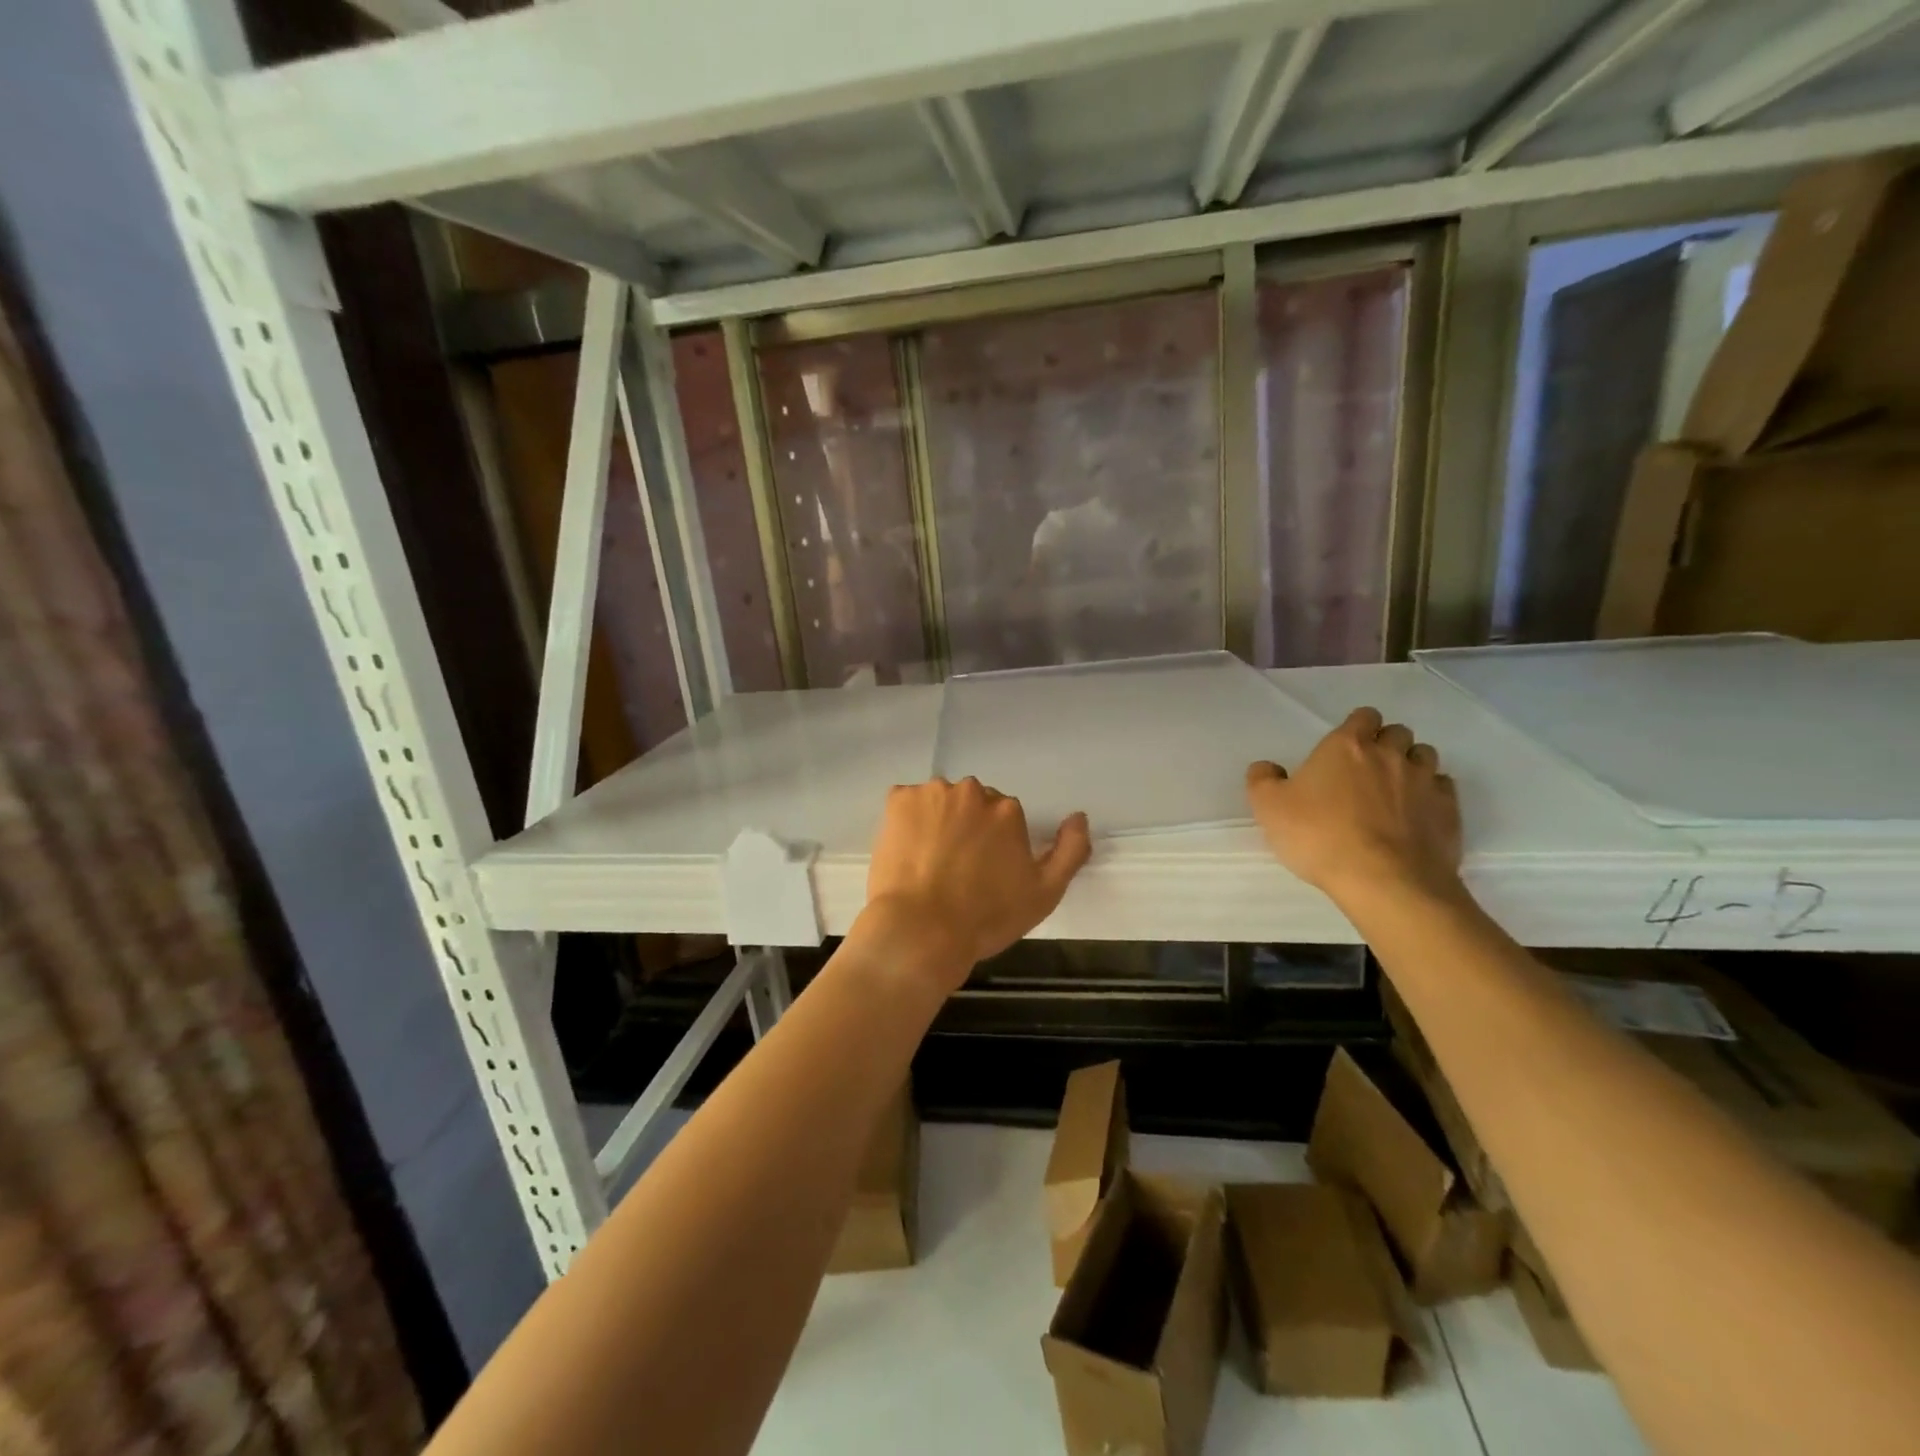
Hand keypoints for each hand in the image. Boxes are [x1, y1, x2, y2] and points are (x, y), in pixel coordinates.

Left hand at [857, 778, 1092, 994]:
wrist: (922, 931)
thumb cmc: (987, 917)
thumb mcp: (1045, 893)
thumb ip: (1070, 851)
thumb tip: (1079, 816)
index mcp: (1007, 810)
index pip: (1003, 817)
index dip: (994, 845)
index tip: (983, 872)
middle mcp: (972, 791)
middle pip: (972, 804)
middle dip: (967, 827)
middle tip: (956, 868)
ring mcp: (931, 793)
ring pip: (939, 802)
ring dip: (937, 821)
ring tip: (928, 861)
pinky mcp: (897, 801)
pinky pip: (906, 802)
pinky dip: (906, 820)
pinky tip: (906, 851)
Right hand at [1246, 707, 1462, 903]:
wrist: (1384, 881)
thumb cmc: (1320, 836)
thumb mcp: (1269, 808)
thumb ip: (1262, 780)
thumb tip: (1266, 767)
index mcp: (1347, 746)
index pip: (1363, 716)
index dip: (1356, 728)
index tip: (1343, 748)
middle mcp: (1390, 755)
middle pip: (1398, 732)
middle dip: (1385, 744)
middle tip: (1366, 770)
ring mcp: (1425, 782)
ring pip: (1425, 756)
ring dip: (1411, 765)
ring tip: (1394, 790)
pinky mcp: (1449, 811)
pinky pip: (1444, 788)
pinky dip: (1431, 794)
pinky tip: (1416, 813)